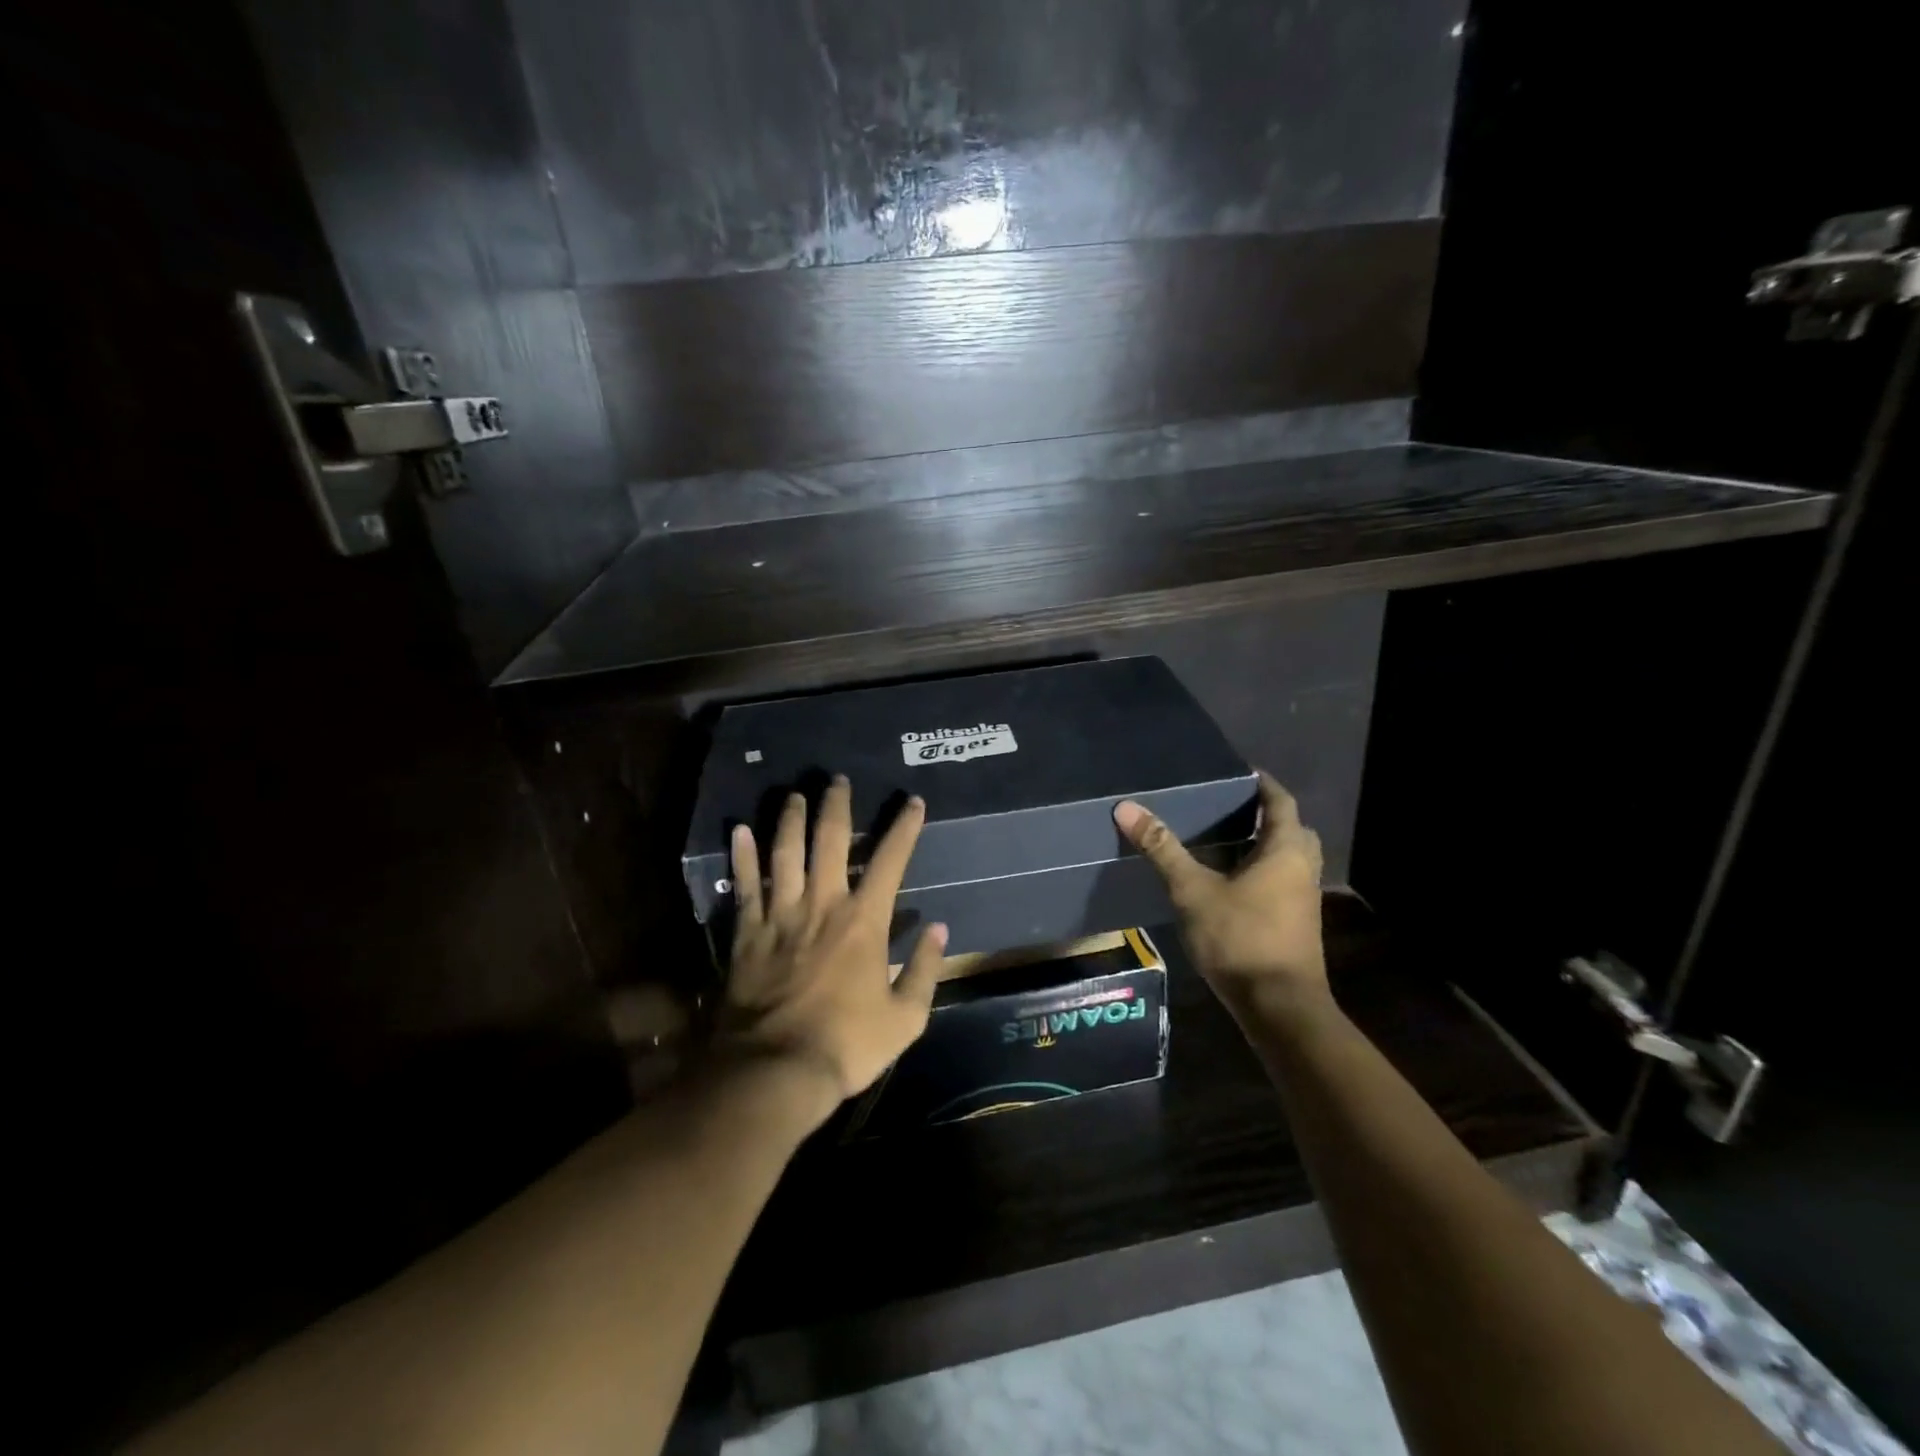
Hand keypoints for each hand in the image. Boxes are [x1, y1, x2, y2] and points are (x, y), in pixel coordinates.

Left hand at [719, 776, 945, 1117]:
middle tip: (837, 780)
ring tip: (794, 794)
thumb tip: (938, 930)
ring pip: (785, 853)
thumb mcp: (904, 1018)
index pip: (890, 861)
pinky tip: (739, 830)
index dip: (904, 828)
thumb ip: (925, 970)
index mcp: (864, 921)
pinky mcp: (748, 933)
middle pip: (829, 841)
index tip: (913, 802)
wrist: (774, 1071)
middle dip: (836, 806)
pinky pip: (745, 886)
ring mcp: (780, 915)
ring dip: (790, 819)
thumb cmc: (845, 1045)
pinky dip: (742, 856)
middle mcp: (822, 905)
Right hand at [1113, 772, 1326, 1013]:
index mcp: (1285, 850)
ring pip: (1289, 858)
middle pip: (1290, 828)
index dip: (1262, 783)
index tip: (1238, 772)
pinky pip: (1284, 881)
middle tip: (1228, 806)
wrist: (1279, 1007)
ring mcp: (1304, 898)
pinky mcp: (1297, 923)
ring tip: (1225, 839)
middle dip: (1265, 814)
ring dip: (1265, 844)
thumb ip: (1162, 848)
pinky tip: (1231, 881)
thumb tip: (1127, 807)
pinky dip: (1263, 870)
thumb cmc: (1240, 938)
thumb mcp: (1193, 890)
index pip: (1280, 801)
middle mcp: (1303, 868)